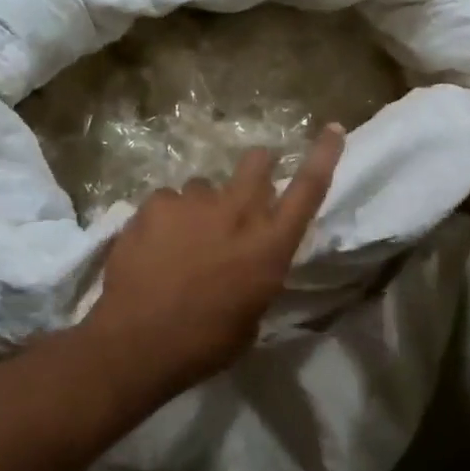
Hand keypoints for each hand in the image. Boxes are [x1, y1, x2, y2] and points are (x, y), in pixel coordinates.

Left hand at [85, 125, 345, 394]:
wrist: (137, 342)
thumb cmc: (204, 342)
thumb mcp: (250, 315)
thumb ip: (256, 275)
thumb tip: (247, 261)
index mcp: (270, 246)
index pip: (308, 189)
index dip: (324, 155)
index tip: (331, 127)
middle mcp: (238, 213)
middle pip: (256, 163)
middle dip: (257, 166)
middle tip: (245, 184)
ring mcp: (195, 203)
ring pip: (204, 186)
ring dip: (200, 206)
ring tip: (180, 238)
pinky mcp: (156, 203)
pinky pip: (166, 200)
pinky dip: (163, 217)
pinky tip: (151, 243)